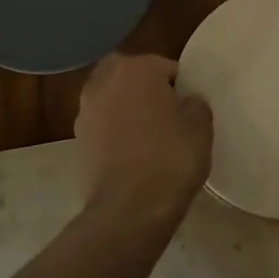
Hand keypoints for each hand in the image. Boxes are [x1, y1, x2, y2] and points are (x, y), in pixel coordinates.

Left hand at [76, 54, 213, 220]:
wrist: (129, 210)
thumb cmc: (170, 160)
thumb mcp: (201, 128)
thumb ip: (195, 104)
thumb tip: (187, 100)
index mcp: (136, 69)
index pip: (166, 67)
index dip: (181, 87)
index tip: (190, 108)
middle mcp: (104, 82)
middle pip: (130, 76)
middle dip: (145, 88)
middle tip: (166, 113)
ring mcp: (85, 111)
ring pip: (111, 99)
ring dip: (126, 109)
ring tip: (148, 136)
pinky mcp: (77, 141)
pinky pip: (102, 126)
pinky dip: (114, 133)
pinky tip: (132, 154)